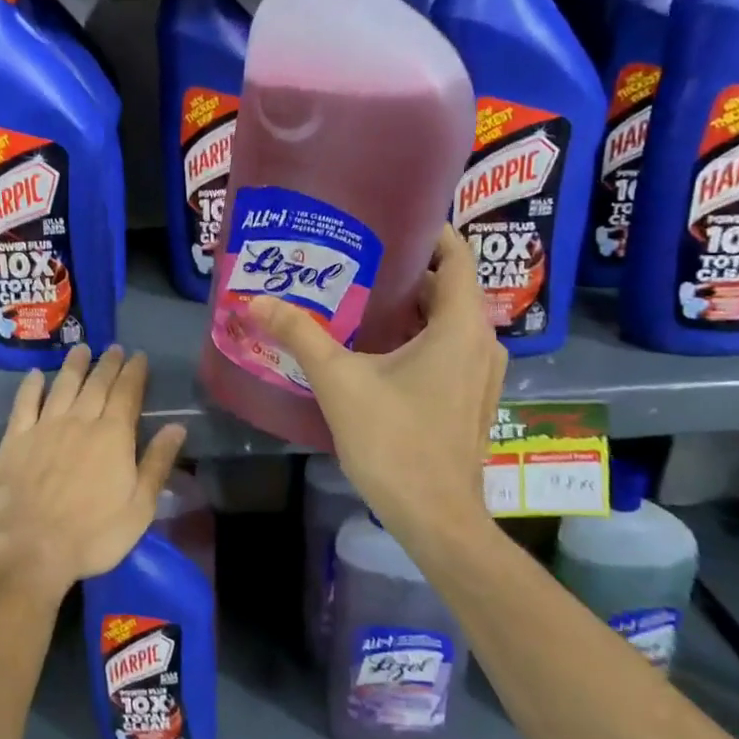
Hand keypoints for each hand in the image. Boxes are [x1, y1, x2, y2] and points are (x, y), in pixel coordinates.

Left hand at [0, 345, 188, 598]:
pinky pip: (24, 403)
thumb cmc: (93, 535)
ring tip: (81, 349)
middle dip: (108, 364)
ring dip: (74, 366)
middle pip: (96, 384)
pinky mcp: (15, 440)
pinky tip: (34, 375)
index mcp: (113, 436)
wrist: (29, 549)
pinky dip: (30, 386)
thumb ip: (157, 463)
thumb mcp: (140, 507)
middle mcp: (80, 421)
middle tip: (114, 348)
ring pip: (62, 386)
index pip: (128, 394)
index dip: (134, 373)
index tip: (138, 356)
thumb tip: (177, 427)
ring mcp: (44, 427)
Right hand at [246, 226, 505, 555]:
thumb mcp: (339, 381)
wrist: (434, 516)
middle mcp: (482, 342)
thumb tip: (256, 301)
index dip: (427, 232)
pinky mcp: (471, 400)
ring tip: (361, 302)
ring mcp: (481, 375)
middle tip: (356, 264)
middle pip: (447, 288)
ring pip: (447, 322)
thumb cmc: (393, 440)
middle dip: (405, 273)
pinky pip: (448, 350)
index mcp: (460, 325)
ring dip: (411, 309)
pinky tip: (379, 351)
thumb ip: (300, 335)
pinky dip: (419, 338)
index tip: (387, 222)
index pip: (455, 255)